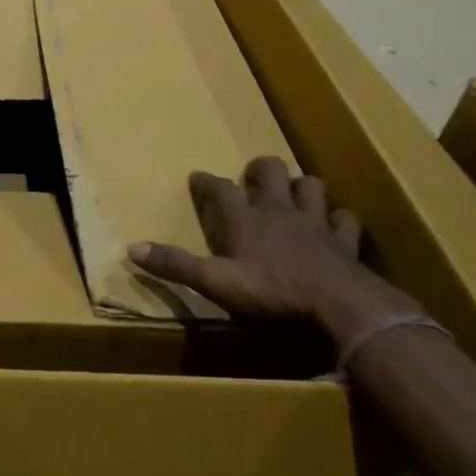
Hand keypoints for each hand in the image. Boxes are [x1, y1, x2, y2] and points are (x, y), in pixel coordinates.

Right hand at [128, 158, 402, 338]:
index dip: (206, 182)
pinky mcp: (344, 241)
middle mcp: (278, 210)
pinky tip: (334, 224)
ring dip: (301, 186)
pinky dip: (338, 218)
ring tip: (293, 193)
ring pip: (311, 186)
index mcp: (244, 219)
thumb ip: (176, 265)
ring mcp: (315, 222)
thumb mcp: (215, 282)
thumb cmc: (272, 292)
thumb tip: (131, 247)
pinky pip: (344, 219)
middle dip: (260, 169)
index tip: (197, 177)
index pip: (220, 189)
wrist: (339, 306)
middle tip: (253, 176)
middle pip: (270, 172)